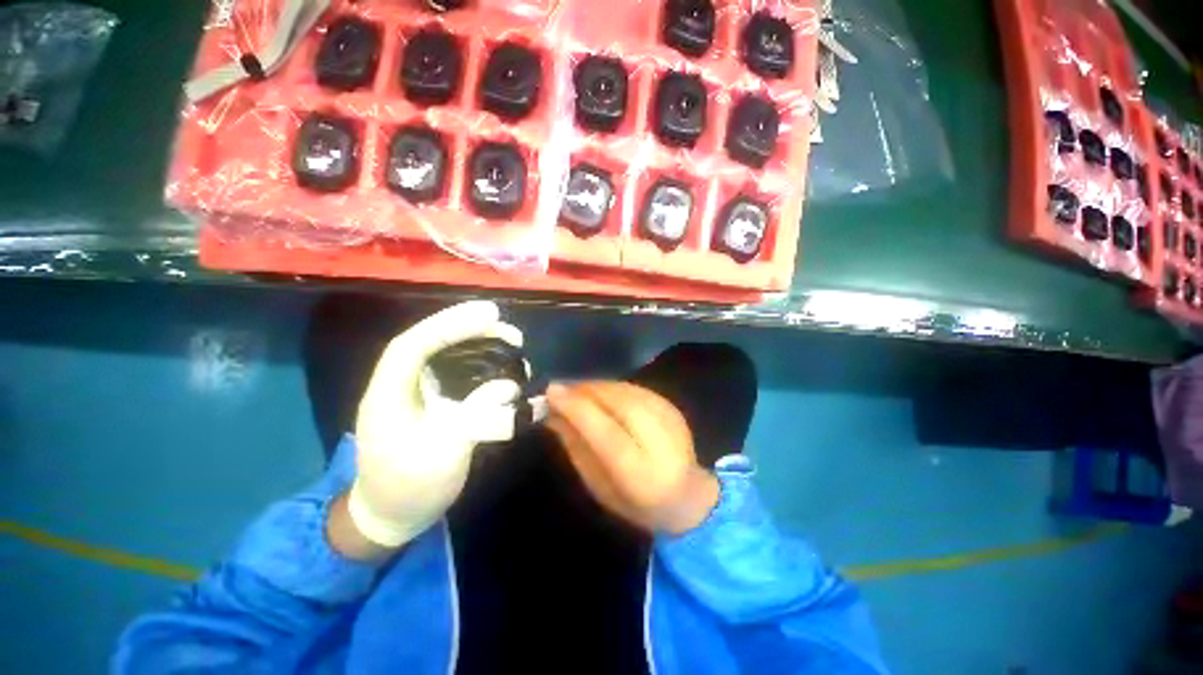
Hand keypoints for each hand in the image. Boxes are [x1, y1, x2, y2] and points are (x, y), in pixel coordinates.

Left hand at [346, 301, 523, 549]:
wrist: (390, 517)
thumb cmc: (409, 490)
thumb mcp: (443, 456)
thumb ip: (476, 416)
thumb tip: (509, 386)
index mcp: (388, 395)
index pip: (413, 345)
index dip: (449, 324)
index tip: (489, 314)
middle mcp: (399, 386)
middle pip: (429, 342)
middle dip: (468, 329)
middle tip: (510, 332)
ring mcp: (414, 393)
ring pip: (442, 354)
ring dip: (476, 343)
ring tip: (511, 343)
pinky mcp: (430, 403)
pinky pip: (454, 372)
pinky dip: (478, 362)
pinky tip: (499, 365)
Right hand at [545, 381, 719, 534]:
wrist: (685, 494)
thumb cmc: (635, 502)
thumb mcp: (598, 486)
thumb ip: (576, 449)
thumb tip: (553, 414)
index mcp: (641, 475)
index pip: (606, 433)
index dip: (578, 409)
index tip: (552, 392)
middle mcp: (661, 443)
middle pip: (619, 404)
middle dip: (585, 391)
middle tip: (559, 389)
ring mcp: (671, 420)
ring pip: (626, 391)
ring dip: (596, 386)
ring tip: (574, 389)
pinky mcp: (672, 406)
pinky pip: (634, 388)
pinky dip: (611, 386)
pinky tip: (597, 391)